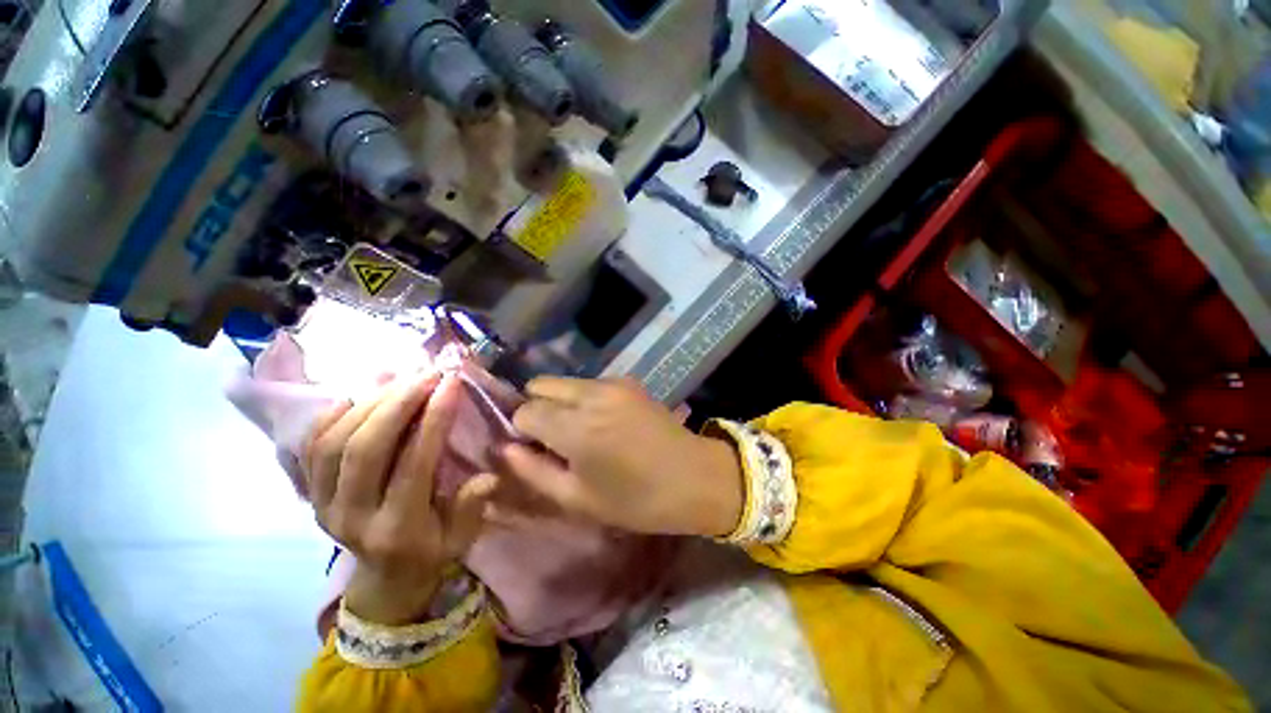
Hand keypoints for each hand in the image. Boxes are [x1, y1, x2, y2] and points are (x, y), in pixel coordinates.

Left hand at [303, 374, 495, 624]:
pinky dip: (332, 415)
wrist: (384, 580)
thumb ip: (472, 506)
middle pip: (364, 449)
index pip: (413, 464)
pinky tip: (359, 393)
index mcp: (396, 529)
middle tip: (426, 374)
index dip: (434, 419)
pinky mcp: (309, 494)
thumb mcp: (462, 538)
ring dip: (369, 402)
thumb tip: (488, 474)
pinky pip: (311, 447)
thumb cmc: (431, 552)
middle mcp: (351, 516)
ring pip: (334, 442)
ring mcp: (323, 504)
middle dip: (398, 402)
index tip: (452, 384)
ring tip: (400, 377)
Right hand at [502, 377, 743, 537]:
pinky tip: (603, 422)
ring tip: (580, 431)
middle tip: (554, 439)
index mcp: (575, 427)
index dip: (522, 430)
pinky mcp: (628, 381)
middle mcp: (590, 394)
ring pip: (565, 382)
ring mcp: (612, 383)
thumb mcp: (578, 499)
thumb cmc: (636, 499)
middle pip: (541, 385)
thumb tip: (506, 448)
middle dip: (538, 408)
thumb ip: (534, 471)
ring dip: (561, 402)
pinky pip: (590, 383)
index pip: (525, 410)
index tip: (536, 449)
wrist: (694, 476)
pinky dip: (584, 398)